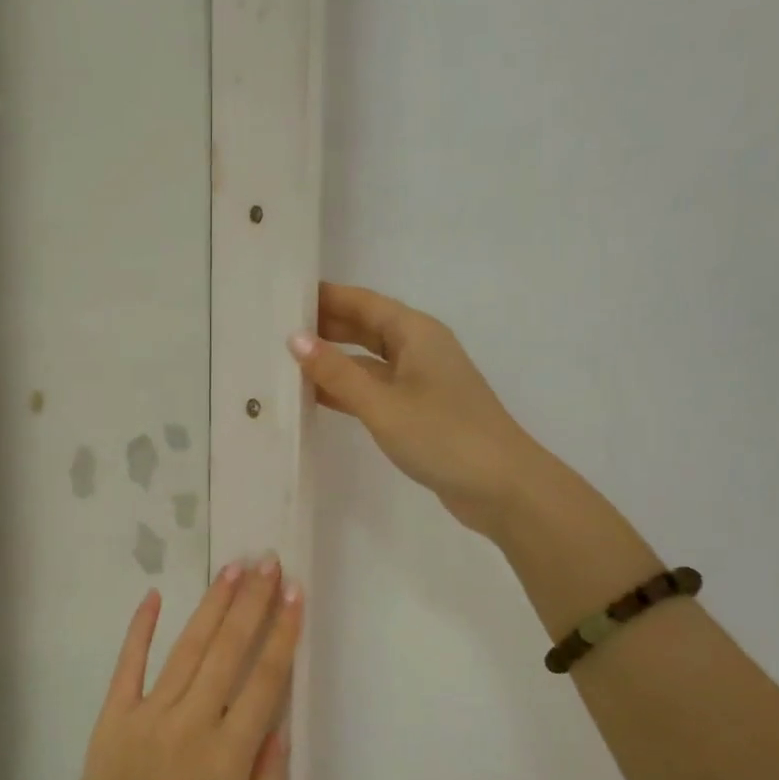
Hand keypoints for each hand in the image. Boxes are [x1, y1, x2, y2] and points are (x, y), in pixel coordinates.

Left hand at [50, 556, 301, 779]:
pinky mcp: (112, 718)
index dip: (283, 632)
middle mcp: (193, 724)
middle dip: (252, 602)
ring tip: (233, 570)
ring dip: (213, 606)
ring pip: (188, 648)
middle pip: (229, 650)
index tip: (295, 594)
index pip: (266, 679)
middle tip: (267, 562)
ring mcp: (149, 716)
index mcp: (230, 755)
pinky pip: (129, 665)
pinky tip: (155, 596)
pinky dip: (141, 629)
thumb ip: (265, 773)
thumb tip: (280, 718)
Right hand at [288, 282, 542, 537]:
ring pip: (369, 361)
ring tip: (287, 360)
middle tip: (276, 326)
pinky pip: (376, 389)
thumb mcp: (382, 404)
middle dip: (326, 326)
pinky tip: (317, 397)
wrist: (502, 486)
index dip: (326, 296)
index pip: (363, 302)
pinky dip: (348, 389)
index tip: (286, 293)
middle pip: (366, 327)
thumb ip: (337, 373)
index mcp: (416, 333)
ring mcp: (421, 381)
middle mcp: (420, 349)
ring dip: (334, 361)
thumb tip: (295, 338)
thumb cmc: (443, 436)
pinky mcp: (420, 411)